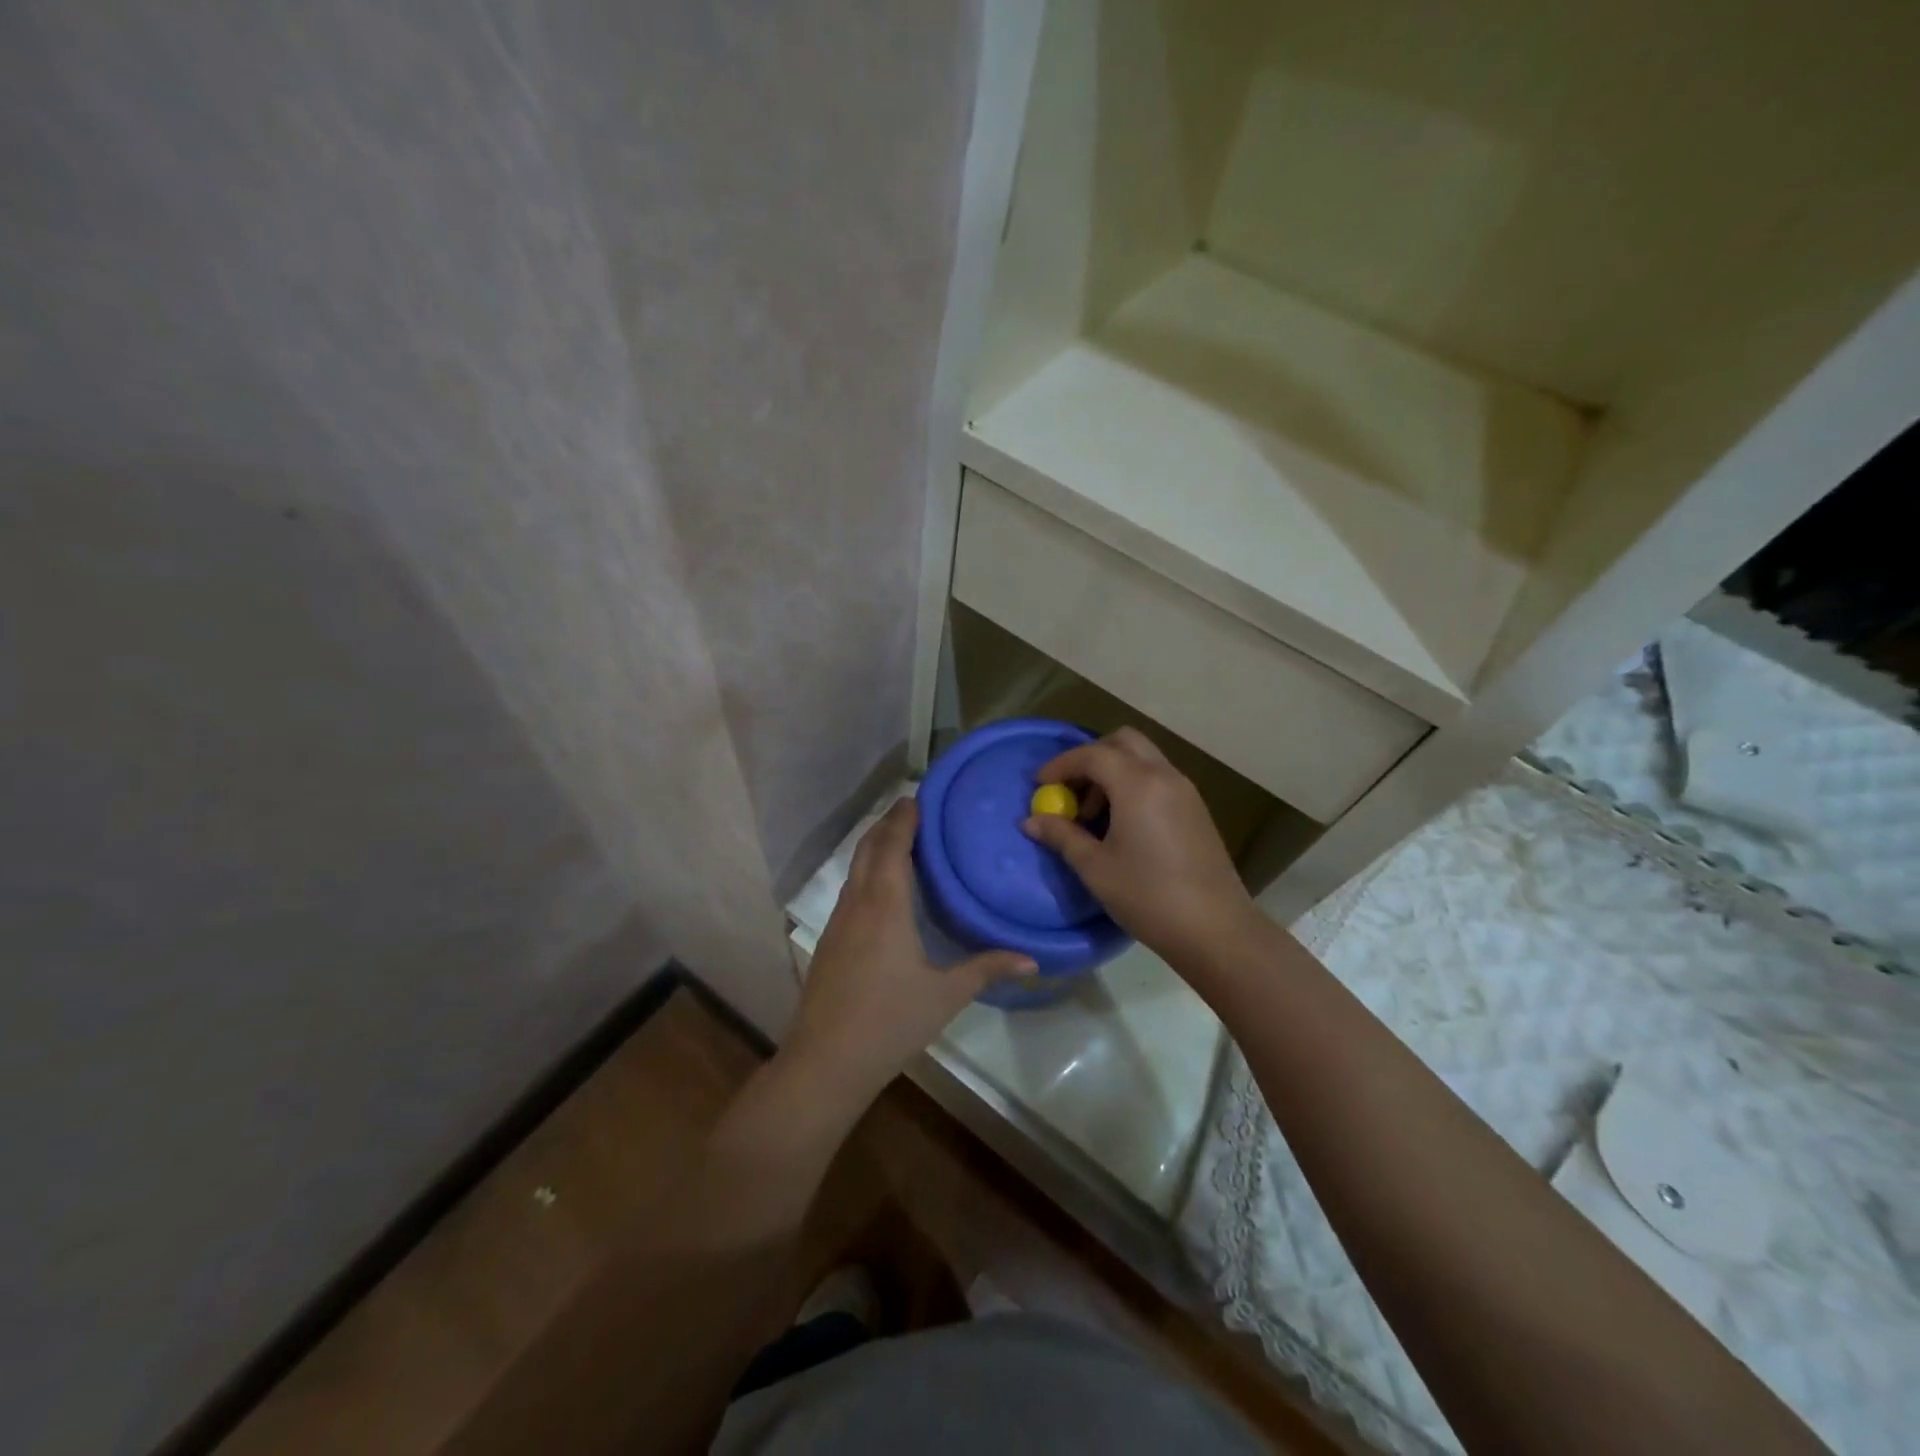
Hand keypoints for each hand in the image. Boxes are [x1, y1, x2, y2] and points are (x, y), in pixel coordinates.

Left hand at [782, 797, 1036, 1107]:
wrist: (825, 1062)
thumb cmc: (890, 1022)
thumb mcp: (945, 995)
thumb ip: (987, 969)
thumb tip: (1033, 961)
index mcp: (885, 904)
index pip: (892, 843)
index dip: (904, 817)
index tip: (920, 796)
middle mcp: (857, 901)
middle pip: (869, 847)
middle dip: (889, 823)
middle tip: (916, 809)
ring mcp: (838, 920)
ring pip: (855, 866)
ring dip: (875, 845)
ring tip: (903, 839)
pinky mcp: (829, 939)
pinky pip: (850, 888)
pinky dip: (867, 870)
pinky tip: (883, 888)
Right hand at [1022, 727, 1256, 958]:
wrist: (1216, 929)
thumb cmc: (1148, 896)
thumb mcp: (1095, 868)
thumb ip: (1062, 836)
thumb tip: (1030, 821)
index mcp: (1137, 784)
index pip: (1092, 754)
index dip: (1061, 765)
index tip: (1040, 787)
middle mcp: (1164, 776)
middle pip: (1122, 742)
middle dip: (1090, 757)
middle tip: (1070, 790)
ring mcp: (1185, 790)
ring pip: (1143, 758)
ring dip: (1113, 771)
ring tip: (1094, 815)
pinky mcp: (1196, 809)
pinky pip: (1158, 778)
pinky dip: (1133, 784)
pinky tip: (1122, 824)